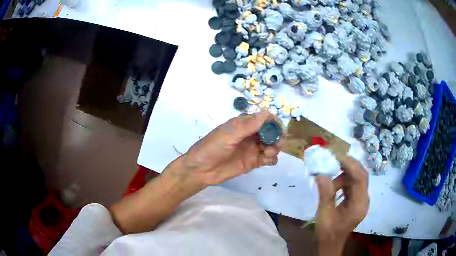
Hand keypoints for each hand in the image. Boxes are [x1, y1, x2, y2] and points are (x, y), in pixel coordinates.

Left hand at [168, 110, 283, 185]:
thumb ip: (249, 126)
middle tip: (274, 144)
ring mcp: (252, 149)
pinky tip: (267, 160)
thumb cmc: (212, 148)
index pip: (264, 119)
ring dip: (275, 147)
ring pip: (272, 145)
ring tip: (267, 153)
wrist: (201, 170)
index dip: (273, 123)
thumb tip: (267, 111)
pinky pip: (269, 159)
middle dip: (276, 136)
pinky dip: (272, 158)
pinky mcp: (253, 162)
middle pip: (271, 133)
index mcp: (244, 124)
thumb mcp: (229, 135)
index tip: (276, 130)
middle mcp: (251, 135)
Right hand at [315, 157, 368, 255]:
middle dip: (348, 164)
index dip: (349, 164)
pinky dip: (343, 181)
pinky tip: (333, 187)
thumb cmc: (328, 232)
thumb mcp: (324, 215)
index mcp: (359, 205)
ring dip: (343, 175)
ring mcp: (361, 199)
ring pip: (357, 178)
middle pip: (362, 175)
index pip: (360, 178)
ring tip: (328, 181)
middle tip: (333, 158)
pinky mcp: (357, 199)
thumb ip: (325, 194)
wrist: (331, 243)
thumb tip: (320, 173)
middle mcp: (364, 199)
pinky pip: (353, 184)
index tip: (336, 155)